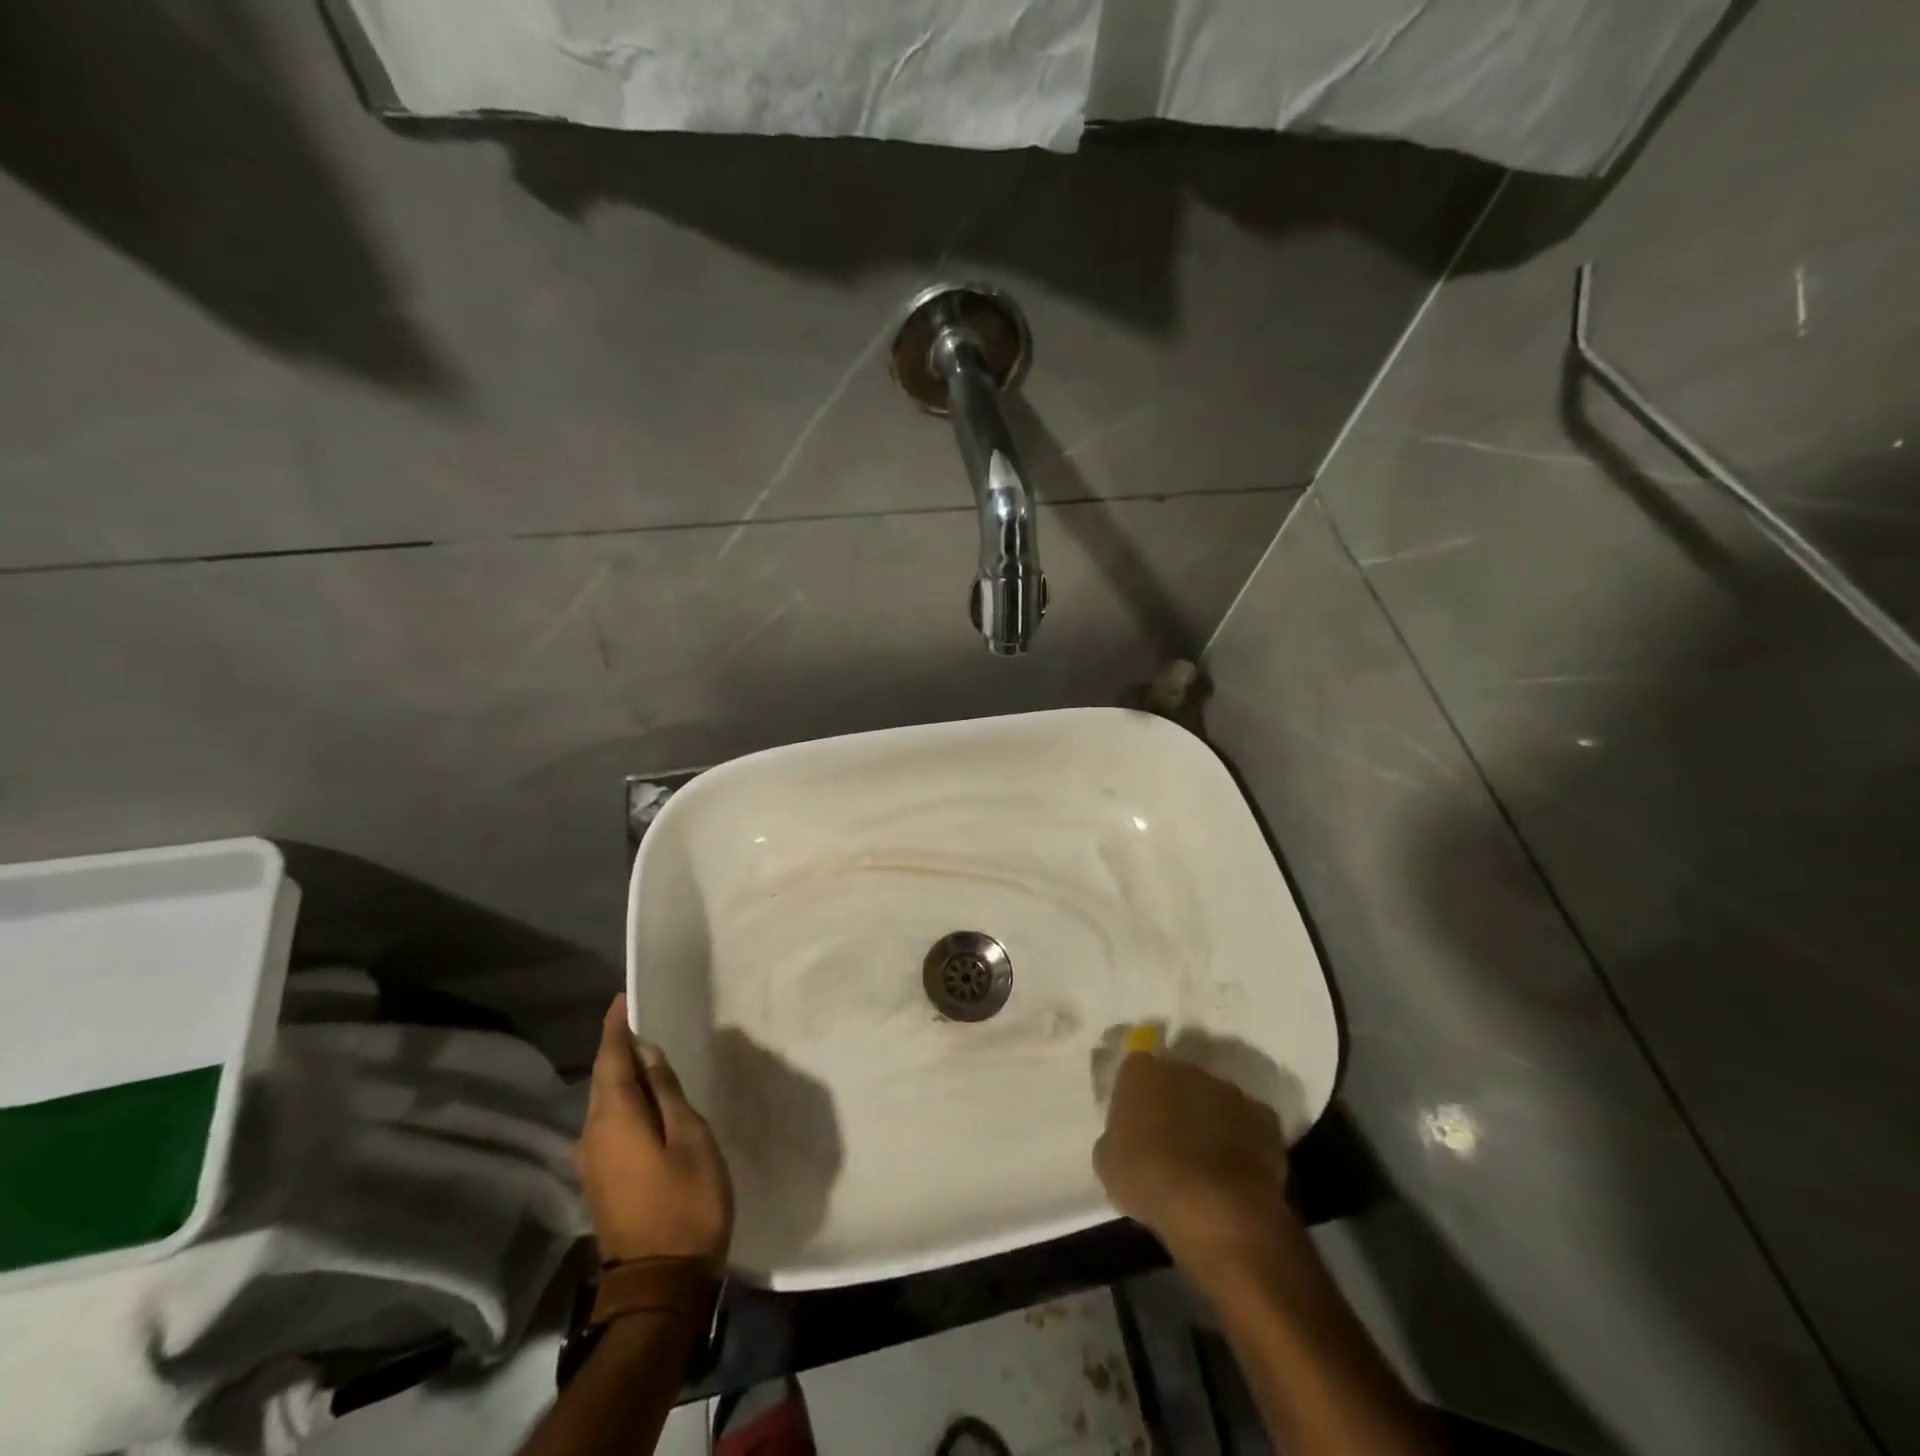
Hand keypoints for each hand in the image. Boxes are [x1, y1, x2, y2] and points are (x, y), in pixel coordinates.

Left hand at [579, 996, 733, 1269]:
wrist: (660, 1284)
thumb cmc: (686, 1202)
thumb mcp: (690, 1137)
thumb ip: (666, 1093)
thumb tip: (647, 1054)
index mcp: (614, 1119)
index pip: (610, 1059)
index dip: (616, 1028)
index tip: (624, 999)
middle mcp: (592, 1136)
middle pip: (603, 1080)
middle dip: (619, 1049)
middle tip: (645, 1021)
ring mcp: (593, 1163)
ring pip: (604, 1104)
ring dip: (623, 1076)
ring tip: (650, 1055)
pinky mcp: (602, 1181)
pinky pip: (609, 1125)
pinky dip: (624, 1102)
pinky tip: (647, 1101)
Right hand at [1094, 1050, 1292, 1279]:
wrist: (1215, 1208)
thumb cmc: (1148, 1180)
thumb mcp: (1108, 1162)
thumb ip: (1116, 1137)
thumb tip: (1126, 1136)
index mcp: (1142, 1070)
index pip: (1134, 1070)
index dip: (1135, 1096)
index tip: (1135, 1122)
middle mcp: (1185, 1068)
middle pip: (1177, 1079)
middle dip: (1175, 1103)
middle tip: (1170, 1140)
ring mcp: (1228, 1090)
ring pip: (1213, 1099)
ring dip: (1209, 1119)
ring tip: (1206, 1160)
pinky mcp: (1264, 1117)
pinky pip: (1247, 1124)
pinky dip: (1242, 1141)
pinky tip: (1235, 1172)